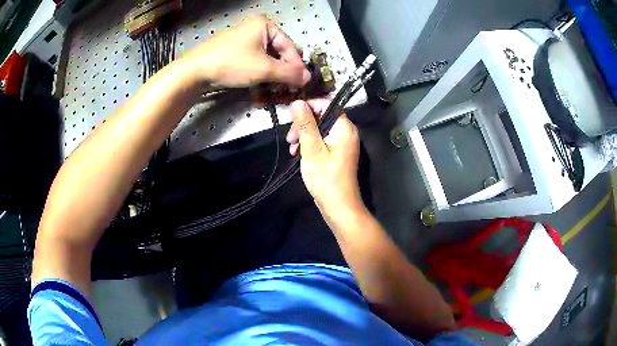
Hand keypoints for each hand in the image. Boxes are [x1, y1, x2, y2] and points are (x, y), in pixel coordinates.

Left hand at [183, 15, 310, 86]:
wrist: (194, 71)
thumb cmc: (232, 63)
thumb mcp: (264, 69)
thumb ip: (289, 73)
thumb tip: (309, 78)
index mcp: (265, 25)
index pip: (289, 46)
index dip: (296, 66)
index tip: (301, 84)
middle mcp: (256, 29)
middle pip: (278, 53)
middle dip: (282, 73)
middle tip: (286, 90)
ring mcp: (243, 40)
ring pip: (265, 60)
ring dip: (270, 77)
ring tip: (272, 92)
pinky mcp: (234, 51)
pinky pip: (253, 62)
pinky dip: (258, 75)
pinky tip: (258, 88)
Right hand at [287, 100, 364, 218]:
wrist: (338, 205)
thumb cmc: (325, 178)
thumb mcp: (311, 149)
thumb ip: (305, 124)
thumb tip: (297, 102)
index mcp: (344, 128)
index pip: (327, 104)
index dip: (309, 107)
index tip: (292, 116)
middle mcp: (346, 132)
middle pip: (322, 116)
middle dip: (304, 124)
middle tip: (290, 138)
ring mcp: (342, 143)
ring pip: (320, 129)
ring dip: (304, 135)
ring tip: (292, 148)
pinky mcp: (337, 153)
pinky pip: (322, 140)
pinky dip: (309, 144)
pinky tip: (297, 153)